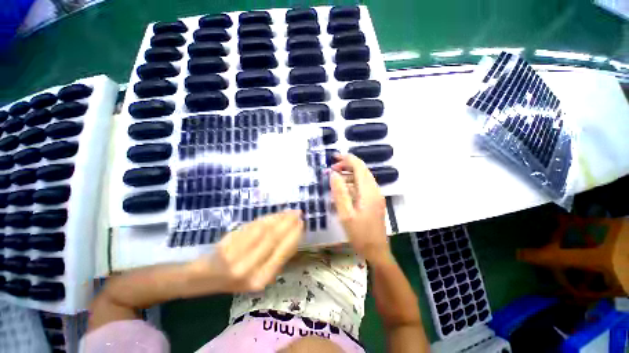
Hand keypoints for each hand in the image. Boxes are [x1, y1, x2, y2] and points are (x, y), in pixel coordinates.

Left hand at [187, 210, 303, 292]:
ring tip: (288, 212)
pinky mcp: (227, 245)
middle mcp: (250, 270)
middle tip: (297, 213)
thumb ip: (277, 256)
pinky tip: (273, 215)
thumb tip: (294, 234)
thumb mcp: (261, 274)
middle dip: (288, 223)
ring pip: (263, 230)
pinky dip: (265, 219)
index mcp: (262, 279)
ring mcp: (236, 256)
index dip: (294, 235)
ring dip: (278, 218)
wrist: (205, 278)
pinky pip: (251, 227)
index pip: (283, 252)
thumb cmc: (238, 277)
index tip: (302, 223)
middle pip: (274, 238)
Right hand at [330, 154, 390, 262]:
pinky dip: (353, 182)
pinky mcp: (374, 201)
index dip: (347, 159)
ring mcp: (376, 195)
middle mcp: (374, 190)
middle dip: (347, 165)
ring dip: (350, 174)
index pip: (359, 167)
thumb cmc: (360, 234)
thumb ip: (339, 193)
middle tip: (332, 168)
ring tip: (335, 177)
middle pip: (362, 170)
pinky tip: (344, 189)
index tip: (334, 157)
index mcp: (368, 191)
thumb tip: (334, 174)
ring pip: (363, 177)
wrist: (376, 250)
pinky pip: (363, 186)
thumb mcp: (345, 214)